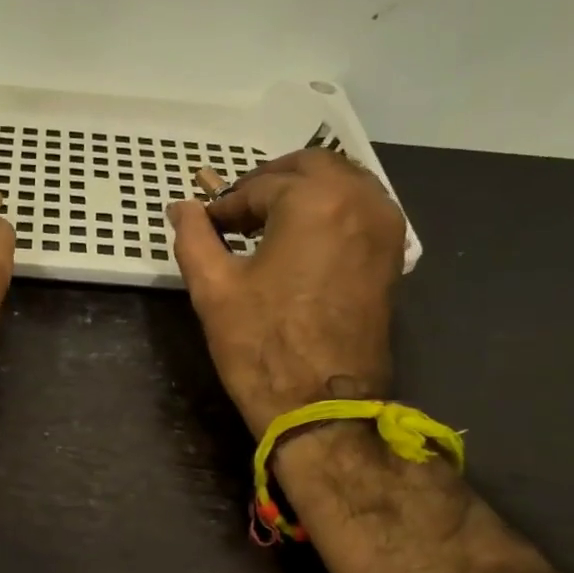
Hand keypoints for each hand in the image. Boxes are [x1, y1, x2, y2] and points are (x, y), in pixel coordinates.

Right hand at [168, 148, 405, 434]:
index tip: (204, 223)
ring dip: (303, 190)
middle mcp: (360, 201)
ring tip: (266, 220)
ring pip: (343, 182)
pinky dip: (330, 208)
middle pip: (311, 166)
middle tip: (235, 209)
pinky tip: (301, 235)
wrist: (320, 405)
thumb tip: (182, 208)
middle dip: (269, 181)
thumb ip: (194, 237)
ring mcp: (384, 228)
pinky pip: (362, 208)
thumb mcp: (213, 288)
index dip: (226, 203)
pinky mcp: (391, 256)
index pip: (260, 186)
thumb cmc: (261, 345)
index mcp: (314, 201)